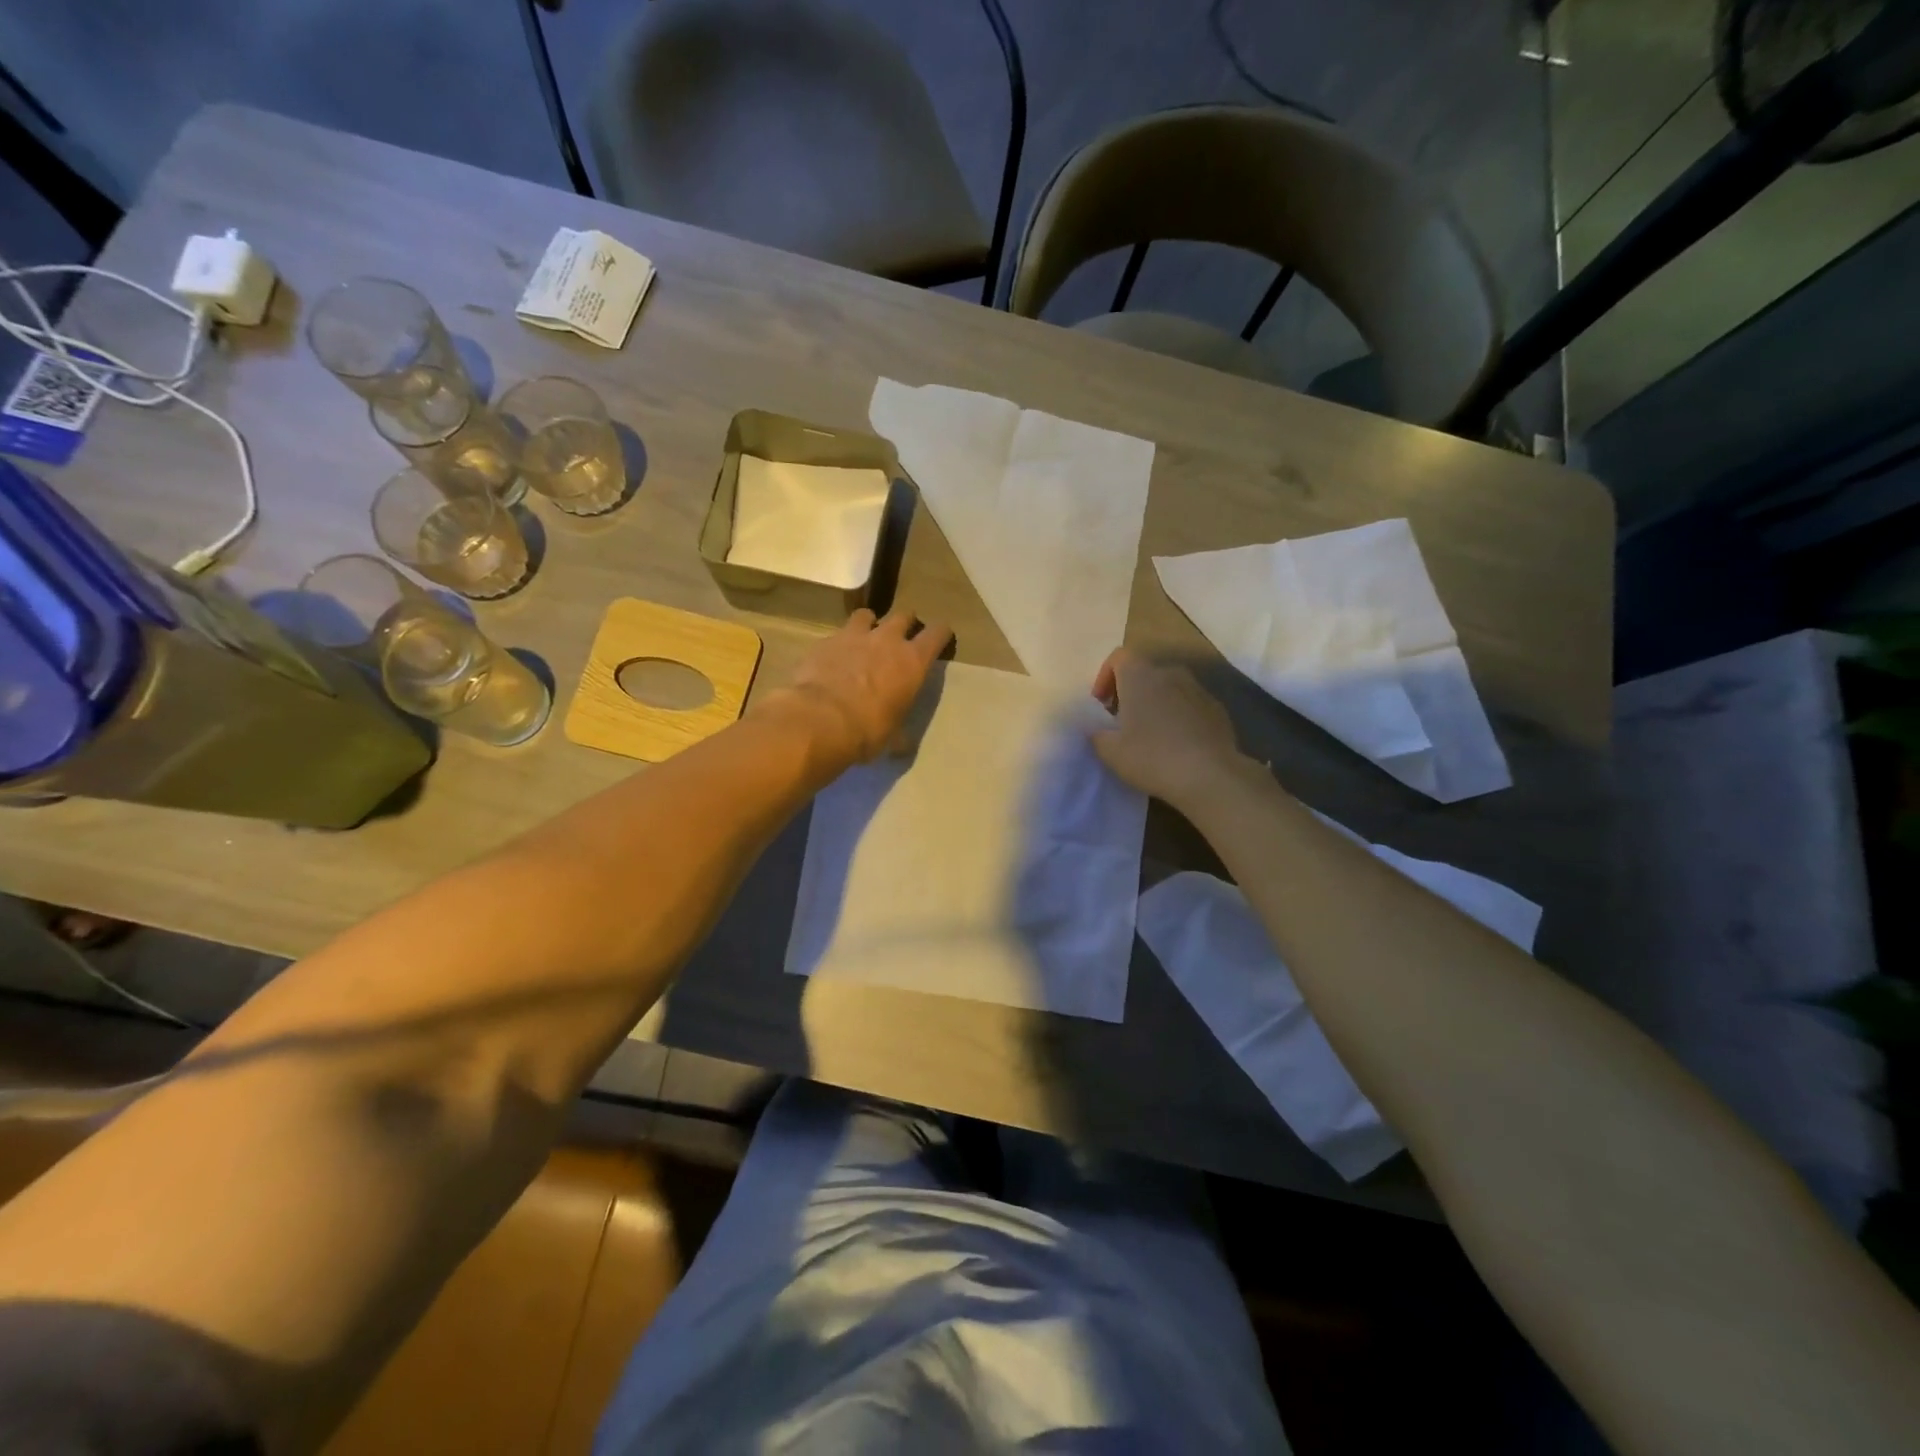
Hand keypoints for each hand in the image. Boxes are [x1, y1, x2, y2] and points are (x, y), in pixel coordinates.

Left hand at [762, 607, 952, 777]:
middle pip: (903, 616)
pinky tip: (832, 659)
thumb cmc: (867, 730)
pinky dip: (838, 644)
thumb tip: (902, 746)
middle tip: (901, 637)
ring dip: (869, 624)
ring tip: (864, 638)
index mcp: (913, 661)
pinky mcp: (824, 642)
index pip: (937, 633)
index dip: (941, 633)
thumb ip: (900, 735)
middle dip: (905, 623)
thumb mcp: (892, 737)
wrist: (820, 720)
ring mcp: (853, 637)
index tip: (940, 637)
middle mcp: (887, 640)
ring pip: (866, 615)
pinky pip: (836, 635)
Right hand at [1087, 649, 1246, 807]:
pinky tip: (1177, 744)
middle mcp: (1170, 674)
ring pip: (1169, 687)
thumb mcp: (1111, 752)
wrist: (1210, 776)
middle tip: (1122, 721)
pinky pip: (1189, 704)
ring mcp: (1198, 689)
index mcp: (1140, 677)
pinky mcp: (1217, 709)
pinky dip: (1178, 716)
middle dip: (1130, 691)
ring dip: (1155, 703)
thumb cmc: (1152, 757)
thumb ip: (1097, 735)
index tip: (1101, 704)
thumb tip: (1097, 730)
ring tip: (1150, 733)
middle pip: (1144, 672)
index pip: (1119, 657)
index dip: (1105, 676)